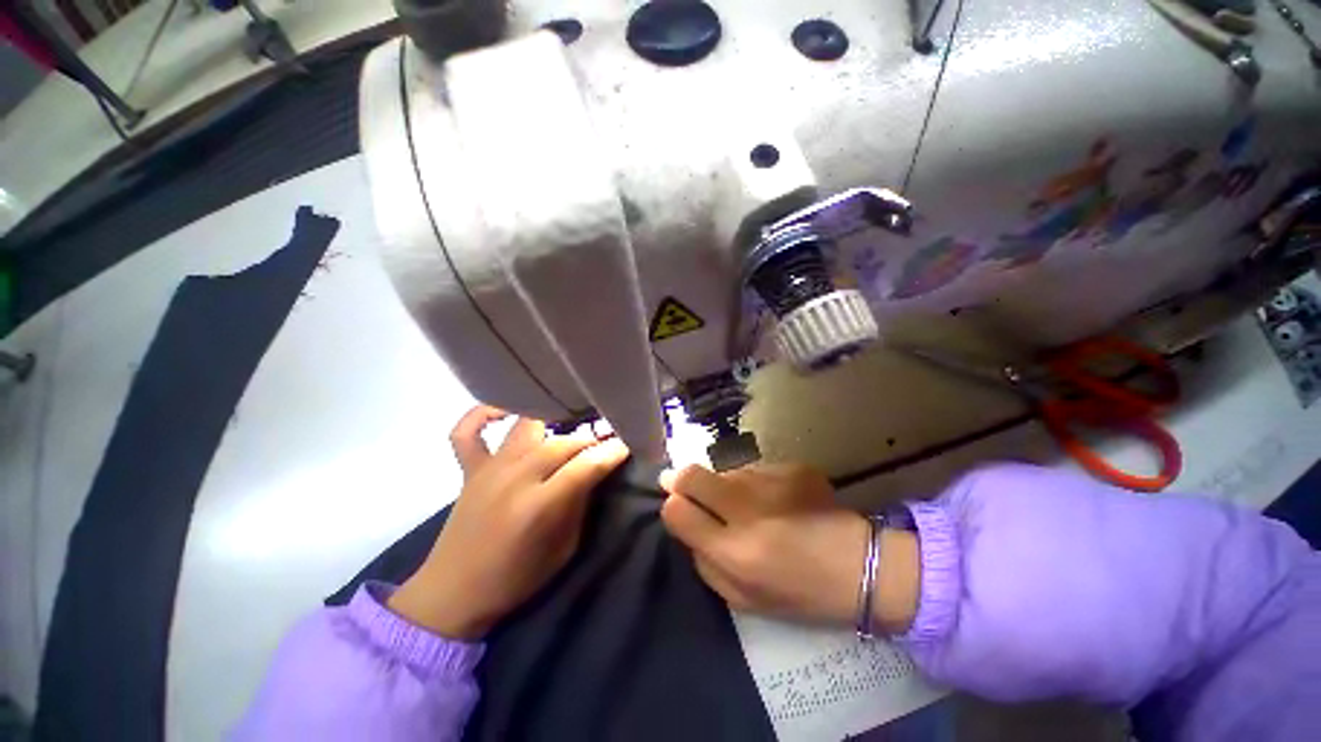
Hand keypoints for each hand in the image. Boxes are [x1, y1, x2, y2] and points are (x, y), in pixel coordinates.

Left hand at [389, 406, 629, 639]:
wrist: (454, 594)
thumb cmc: (516, 578)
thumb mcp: (564, 549)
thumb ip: (580, 503)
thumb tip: (596, 470)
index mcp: (538, 507)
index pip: (585, 466)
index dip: (612, 452)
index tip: (629, 443)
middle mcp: (513, 478)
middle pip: (562, 443)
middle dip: (591, 439)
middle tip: (605, 442)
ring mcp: (489, 469)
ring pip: (528, 426)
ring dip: (555, 421)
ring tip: (572, 423)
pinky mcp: (469, 468)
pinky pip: (468, 430)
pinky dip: (484, 414)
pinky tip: (507, 411)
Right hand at [658, 463, 918, 632]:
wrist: (862, 568)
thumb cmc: (799, 593)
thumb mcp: (742, 598)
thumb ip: (704, 561)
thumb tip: (683, 519)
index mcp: (734, 553)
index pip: (677, 511)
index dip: (671, 506)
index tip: (675, 505)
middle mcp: (748, 511)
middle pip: (692, 475)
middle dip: (679, 478)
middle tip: (682, 483)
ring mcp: (772, 482)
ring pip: (725, 471)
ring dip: (724, 484)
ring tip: (748, 504)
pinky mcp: (793, 467)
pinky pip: (756, 469)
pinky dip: (756, 483)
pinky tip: (777, 500)